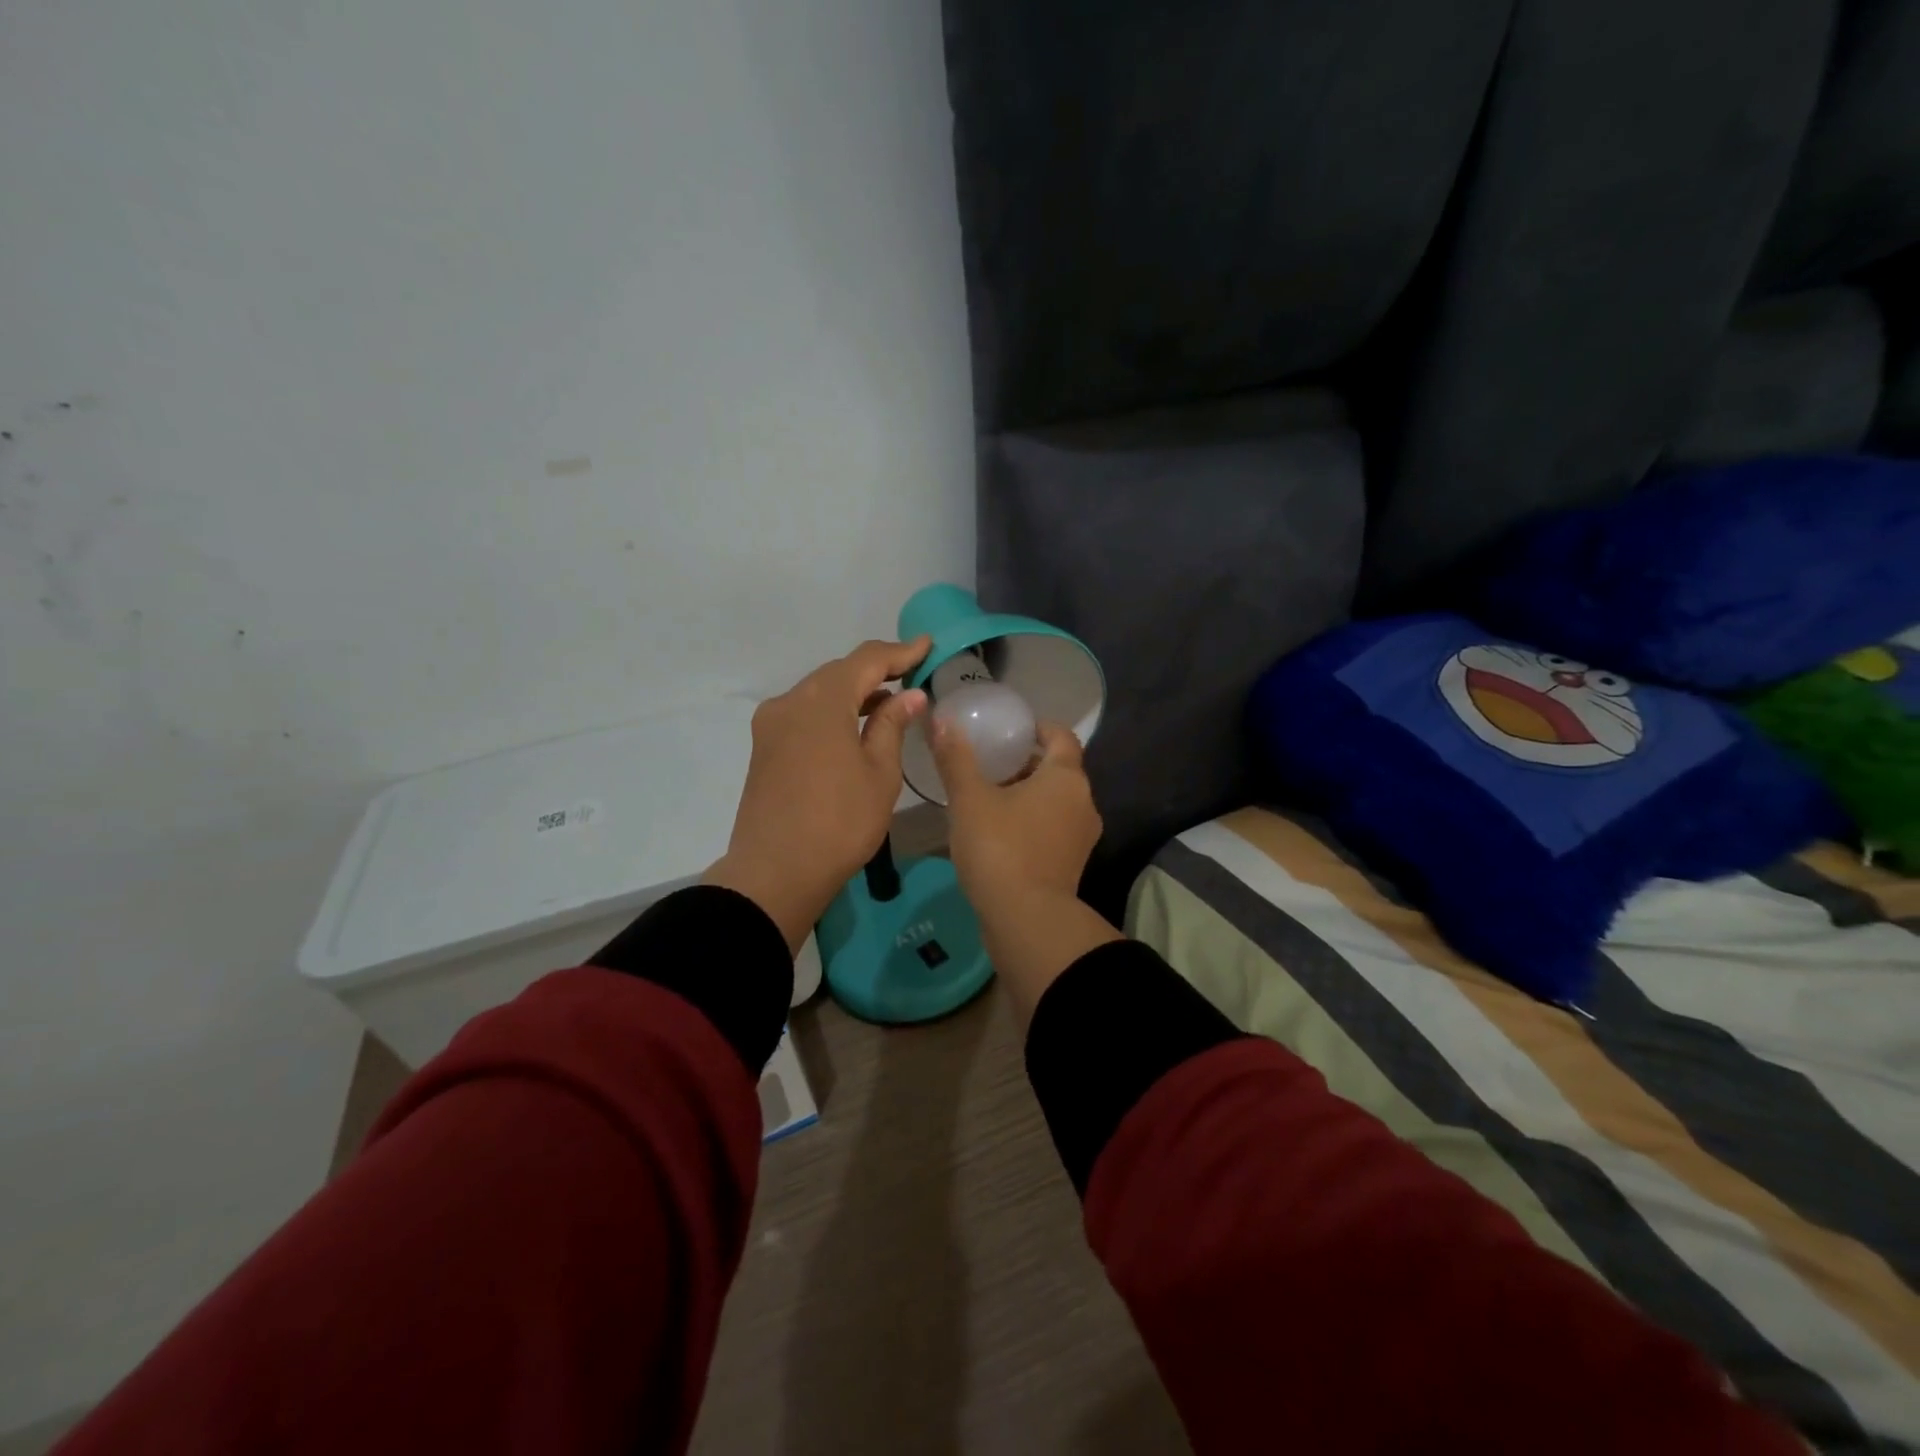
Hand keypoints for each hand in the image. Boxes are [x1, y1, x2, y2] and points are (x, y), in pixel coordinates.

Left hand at [706, 638, 930, 951]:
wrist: (775, 872)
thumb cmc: (839, 822)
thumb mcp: (879, 773)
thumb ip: (892, 725)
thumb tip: (909, 695)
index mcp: (821, 701)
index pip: (866, 660)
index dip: (900, 652)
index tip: (926, 646)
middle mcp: (790, 701)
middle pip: (838, 673)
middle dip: (876, 670)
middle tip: (912, 672)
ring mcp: (772, 724)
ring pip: (819, 693)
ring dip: (853, 692)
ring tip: (889, 701)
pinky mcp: (764, 747)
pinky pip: (804, 714)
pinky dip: (832, 712)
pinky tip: (854, 727)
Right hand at [931, 717, 1119, 1016]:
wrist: (1026, 920)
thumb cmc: (1000, 848)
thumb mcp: (970, 799)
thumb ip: (956, 758)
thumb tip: (941, 719)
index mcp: (1066, 778)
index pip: (1061, 736)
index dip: (1038, 728)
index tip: (1012, 729)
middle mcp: (1084, 803)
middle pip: (1058, 770)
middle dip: (1026, 763)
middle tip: (990, 762)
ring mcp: (1081, 837)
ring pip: (1056, 802)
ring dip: (1028, 794)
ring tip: (989, 796)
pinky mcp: (1071, 865)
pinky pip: (1053, 829)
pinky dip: (1031, 821)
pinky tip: (998, 831)